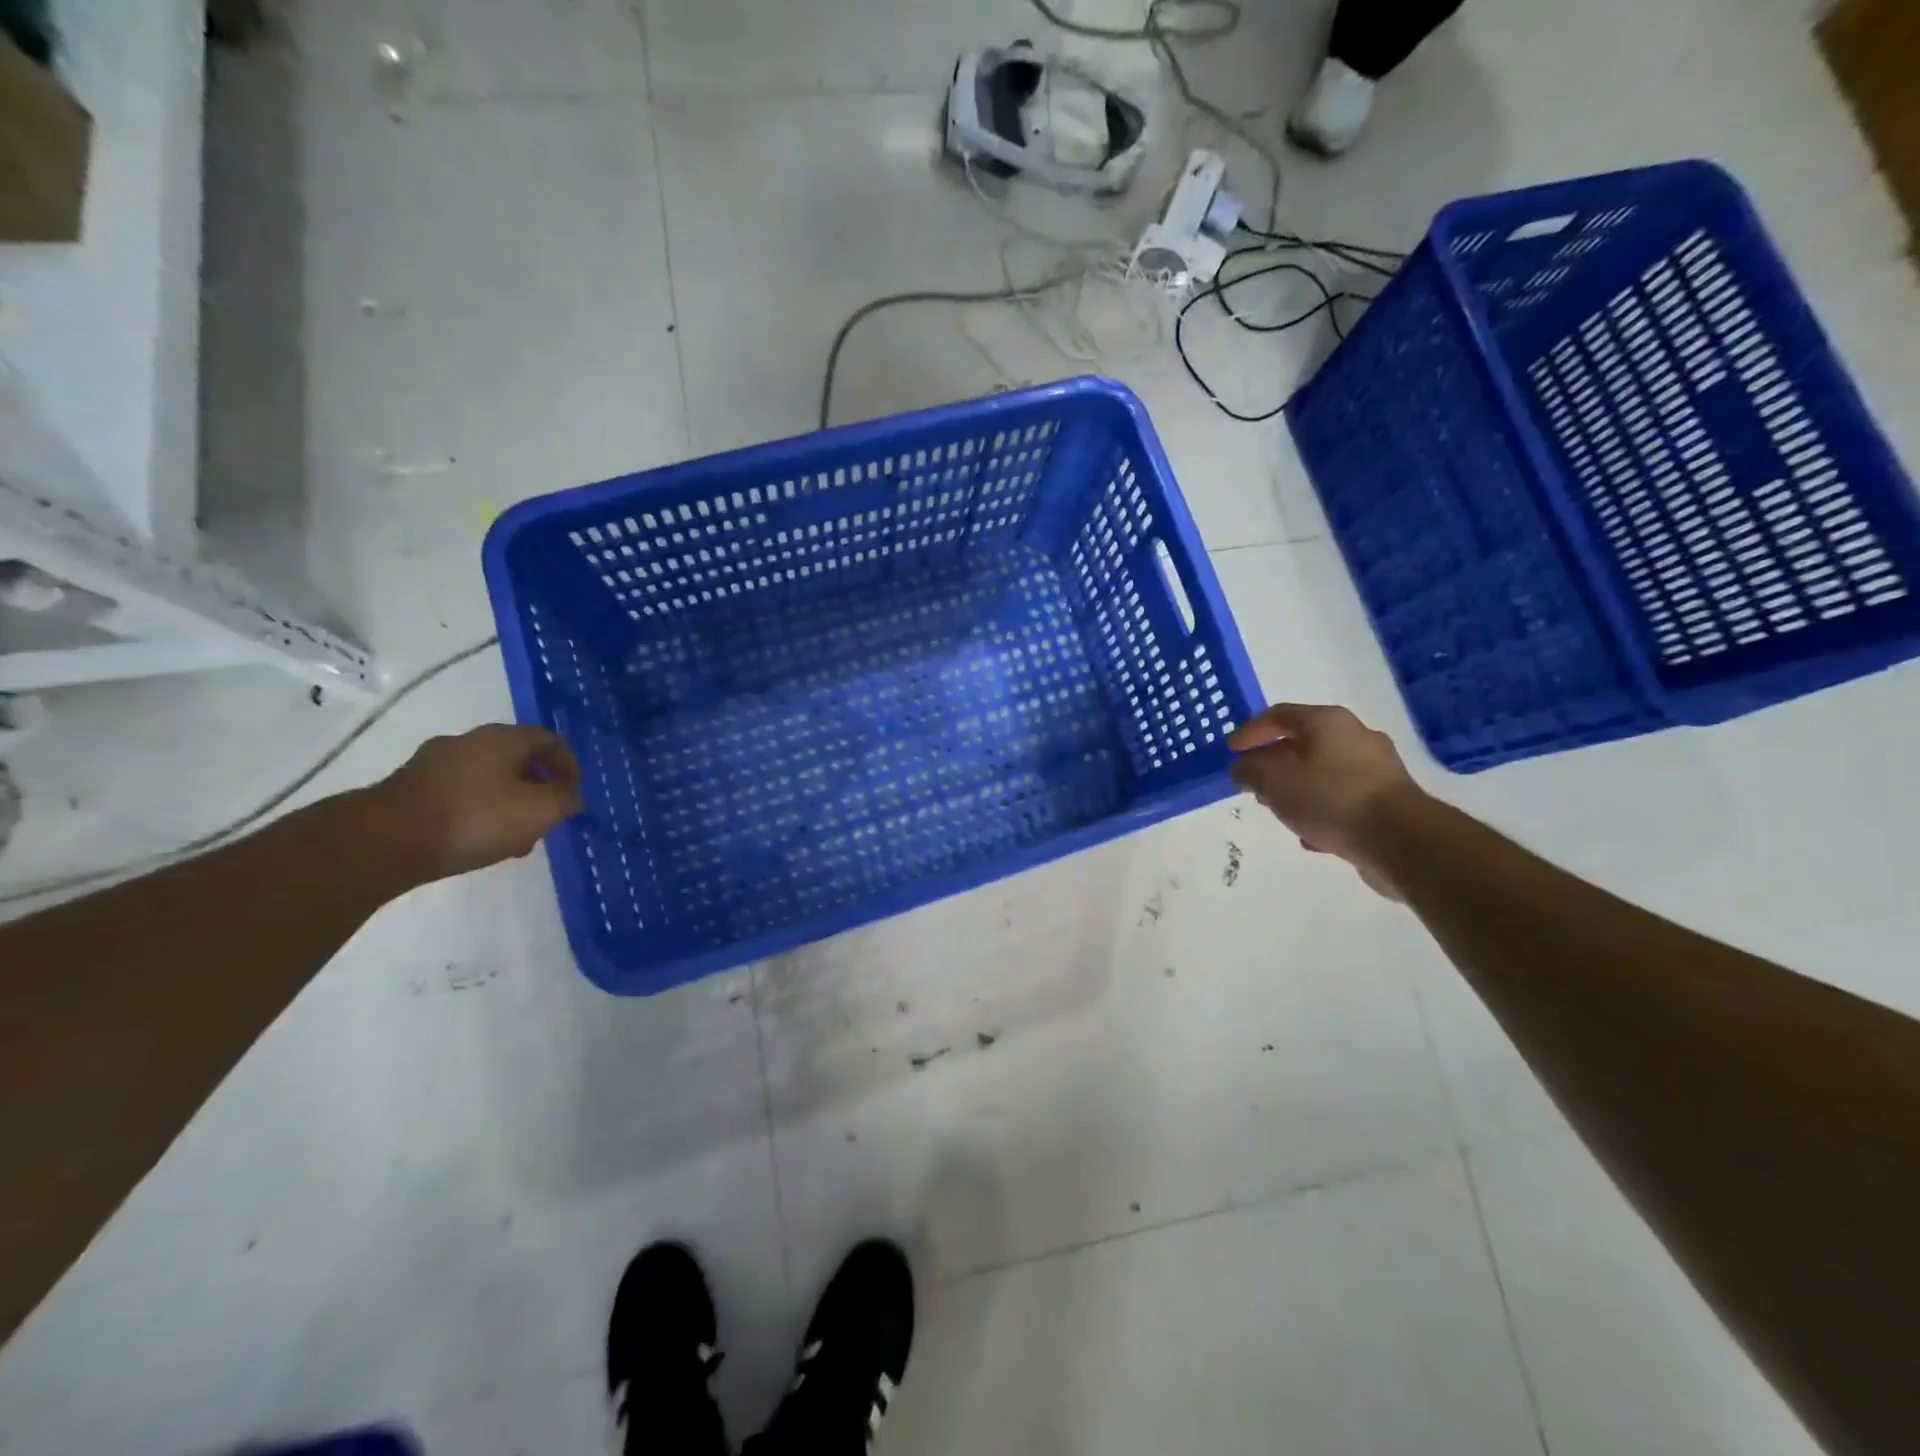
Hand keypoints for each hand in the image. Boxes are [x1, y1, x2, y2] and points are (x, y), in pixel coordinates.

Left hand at [376, 724, 583, 883]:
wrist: (383, 842)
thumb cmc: (475, 819)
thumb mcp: (540, 811)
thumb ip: (565, 800)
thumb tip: (572, 796)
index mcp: (503, 738)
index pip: (551, 740)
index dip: (570, 766)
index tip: (574, 796)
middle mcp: (468, 741)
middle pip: (518, 759)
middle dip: (539, 789)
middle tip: (546, 819)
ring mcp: (434, 764)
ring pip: (489, 779)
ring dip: (510, 803)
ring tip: (514, 840)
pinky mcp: (410, 789)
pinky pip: (460, 794)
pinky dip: (479, 812)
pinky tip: (479, 841)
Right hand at [1227, 703, 1422, 898]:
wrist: (1401, 840)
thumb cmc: (1330, 798)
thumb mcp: (1274, 781)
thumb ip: (1250, 770)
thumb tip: (1243, 767)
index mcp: (1328, 721)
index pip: (1278, 715)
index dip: (1250, 731)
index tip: (1230, 751)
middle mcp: (1355, 736)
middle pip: (1303, 742)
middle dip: (1273, 761)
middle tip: (1252, 780)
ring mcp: (1376, 769)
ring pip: (1323, 772)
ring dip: (1296, 787)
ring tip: (1277, 808)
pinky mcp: (1388, 801)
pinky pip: (1343, 798)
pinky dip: (1322, 808)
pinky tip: (1310, 833)